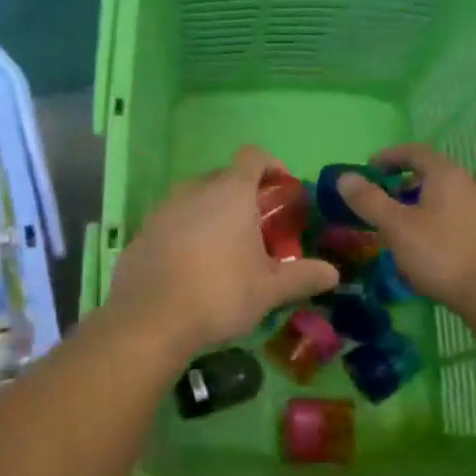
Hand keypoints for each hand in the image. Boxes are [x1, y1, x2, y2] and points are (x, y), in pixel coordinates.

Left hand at [105, 146, 338, 359]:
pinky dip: (186, 233)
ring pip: (195, 199)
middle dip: (243, 195)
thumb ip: (303, 276)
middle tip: (259, 228)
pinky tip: (193, 268)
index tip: (282, 190)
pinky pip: (172, 222)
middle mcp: (194, 190)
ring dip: (213, 214)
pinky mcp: (142, 232)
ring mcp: (163, 210)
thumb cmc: (220, 293)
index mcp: (230, 192)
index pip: (253, 156)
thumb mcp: (270, 289)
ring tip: (226, 250)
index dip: (271, 165)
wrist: (150, 319)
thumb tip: (333, 273)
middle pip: (223, 177)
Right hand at [335, 145, 475, 327]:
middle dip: (401, 185)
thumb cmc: (443, 254)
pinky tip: (425, 251)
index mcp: (446, 174)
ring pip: (443, 199)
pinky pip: (455, 219)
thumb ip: (369, 200)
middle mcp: (469, 185)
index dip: (388, 156)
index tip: (368, 169)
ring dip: (417, 207)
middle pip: (430, 174)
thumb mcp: (396, 227)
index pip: (414, 151)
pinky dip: (434, 224)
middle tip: (379, 203)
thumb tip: (344, 177)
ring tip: (398, 230)